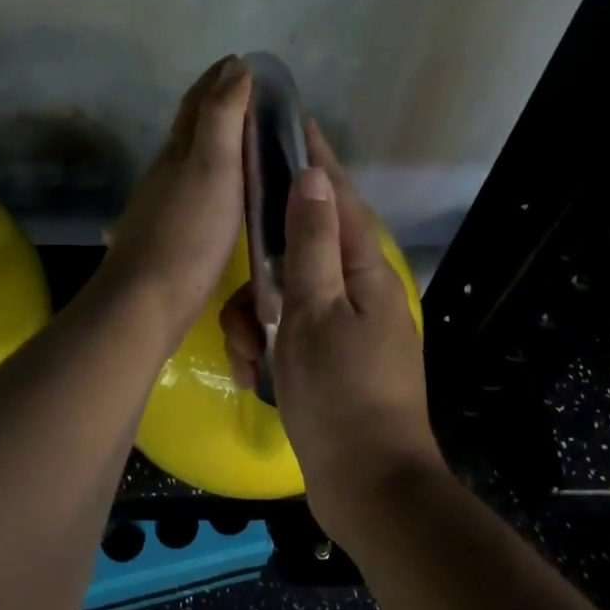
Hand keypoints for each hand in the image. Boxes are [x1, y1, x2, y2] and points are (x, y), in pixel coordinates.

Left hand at [94, 57, 251, 347]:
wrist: (146, 300)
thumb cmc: (188, 232)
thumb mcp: (213, 167)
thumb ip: (222, 117)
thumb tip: (234, 67)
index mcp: (179, 149)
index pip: (198, 101)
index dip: (218, 78)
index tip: (240, 60)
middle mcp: (167, 169)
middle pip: (190, 125)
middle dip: (215, 102)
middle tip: (247, 92)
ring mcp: (164, 201)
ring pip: (190, 156)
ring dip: (214, 138)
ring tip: (243, 136)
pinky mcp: (169, 231)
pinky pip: (194, 187)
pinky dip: (212, 173)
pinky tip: (222, 189)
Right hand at [219, 121, 442, 538]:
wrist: (368, 485)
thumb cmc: (340, 393)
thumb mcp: (316, 311)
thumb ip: (312, 243)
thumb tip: (314, 177)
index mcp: (366, 271)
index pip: (337, 199)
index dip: (315, 160)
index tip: (292, 124)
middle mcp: (360, 291)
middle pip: (303, 252)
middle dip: (263, 274)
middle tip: (242, 300)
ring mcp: (346, 328)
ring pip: (288, 298)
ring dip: (258, 321)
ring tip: (245, 354)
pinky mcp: (331, 359)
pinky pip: (290, 334)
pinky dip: (267, 348)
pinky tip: (252, 371)